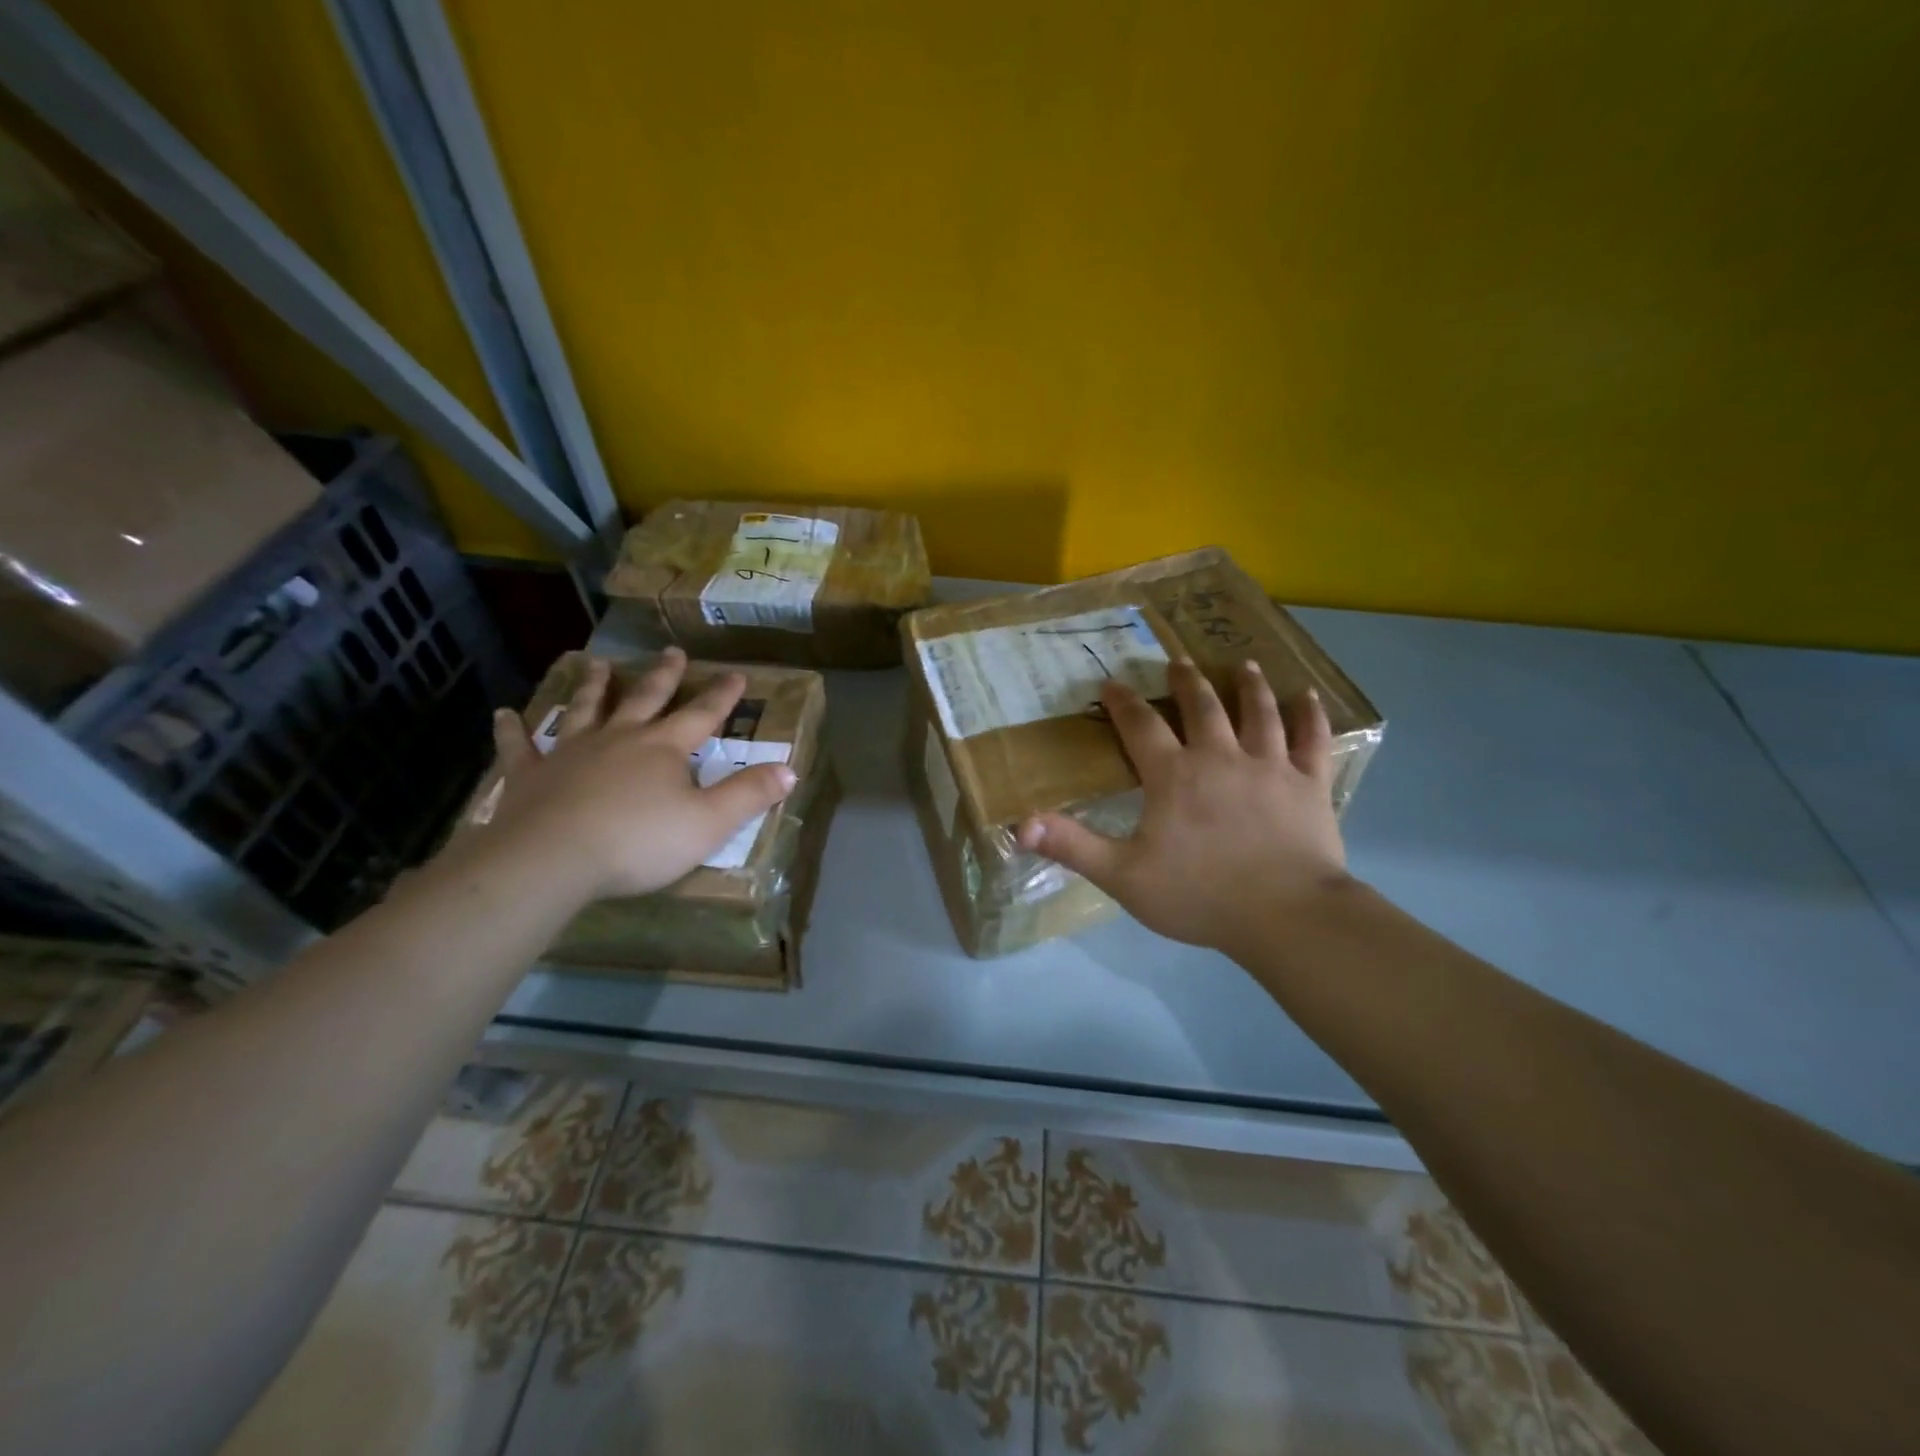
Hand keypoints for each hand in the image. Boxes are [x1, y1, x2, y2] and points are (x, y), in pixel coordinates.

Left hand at [474, 649, 795, 901]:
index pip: (701, 715)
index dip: (721, 696)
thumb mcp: (709, 823)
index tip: (736, 675)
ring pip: (586, 709)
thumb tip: (791, 769)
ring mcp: (571, 752)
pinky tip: (503, 714)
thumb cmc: (639, 842)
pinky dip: (512, 730)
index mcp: (664, 749)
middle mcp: (620, 738)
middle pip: (645, 699)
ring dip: (594, 686)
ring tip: (598, 664)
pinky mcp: (530, 775)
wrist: (553, 859)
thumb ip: (750, 795)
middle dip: (663, 676)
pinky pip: (519, 747)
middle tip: (672, 651)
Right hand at [1016, 659, 1350, 958]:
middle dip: (1187, 681)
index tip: (1111, 683)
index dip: (1123, 703)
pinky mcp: (1309, 784)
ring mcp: (1270, 766)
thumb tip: (1021, 825)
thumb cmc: (1199, 896)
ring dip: (1249, 686)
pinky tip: (1309, 696)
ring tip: (1244, 664)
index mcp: (1174, 776)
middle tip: (1179, 660)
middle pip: (1202, 707)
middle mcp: (1221, 757)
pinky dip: (1311, 716)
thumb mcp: (1123, 875)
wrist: (1285, 915)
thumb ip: (1072, 846)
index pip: (1141, 726)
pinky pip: (1312, 740)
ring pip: (1259, 712)